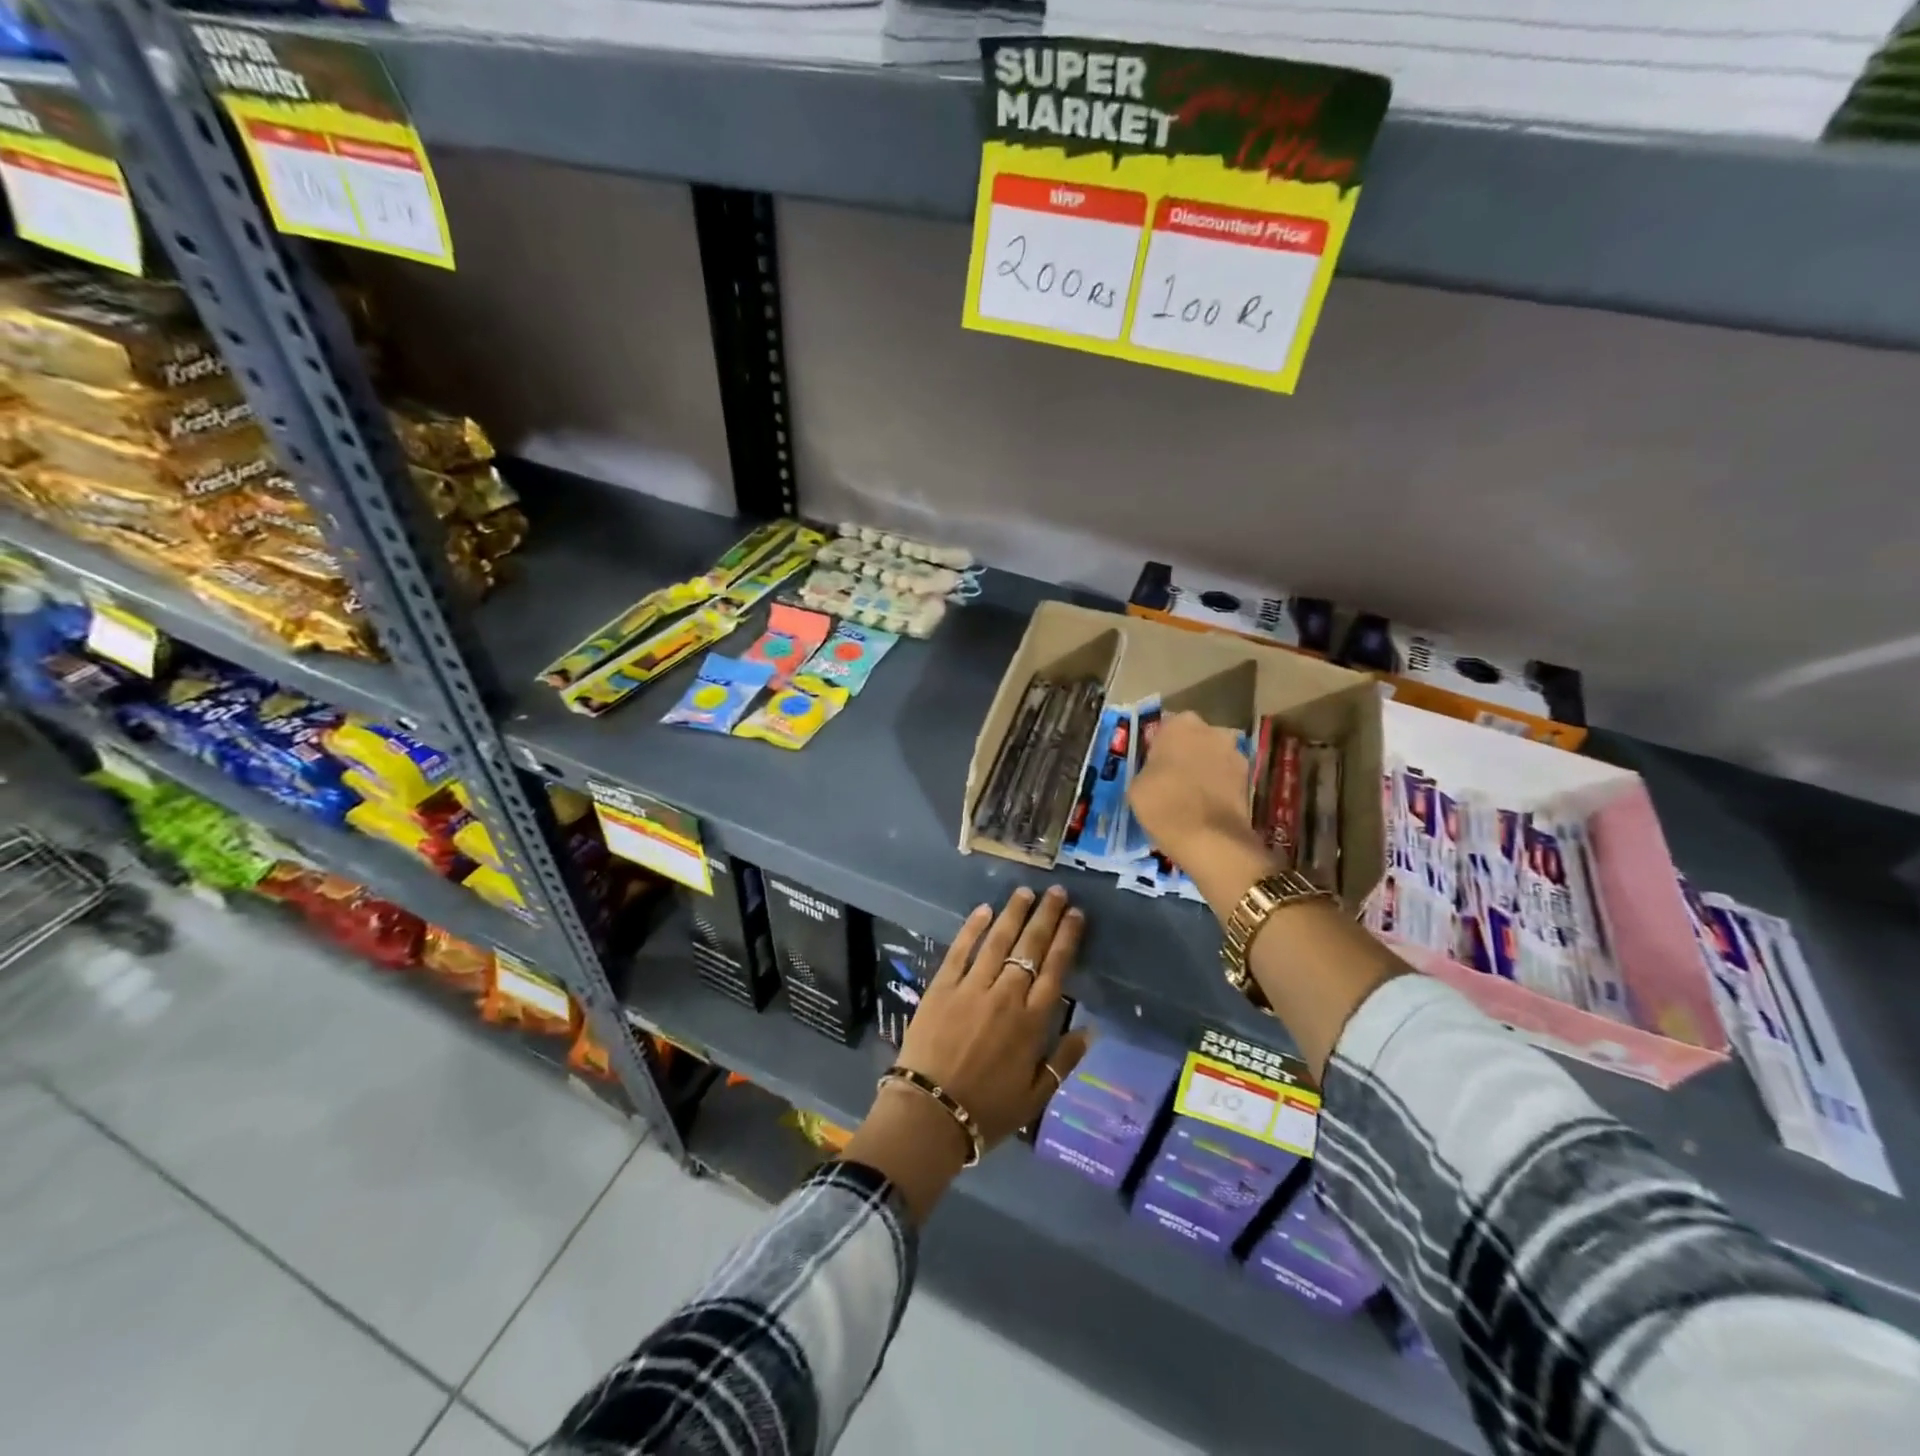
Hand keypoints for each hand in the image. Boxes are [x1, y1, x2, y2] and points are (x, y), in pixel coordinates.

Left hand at [842, 887, 1089, 1222]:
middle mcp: (1006, 996)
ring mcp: (972, 987)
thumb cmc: (988, 1110)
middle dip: (1045, 916)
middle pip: (1030, 947)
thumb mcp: (1036, 1097)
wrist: (931, 1114)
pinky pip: (960, 950)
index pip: (1055, 969)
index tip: (1075, 914)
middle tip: (1056, 892)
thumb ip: (1063, 1060)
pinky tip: (984, 909)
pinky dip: (973, 928)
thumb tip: (1090, 1029)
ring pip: (998, 941)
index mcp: (1032, 1022)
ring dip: (1013, 913)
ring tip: (1025, 892)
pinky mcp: (942, 986)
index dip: (1066, 938)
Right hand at [1126, 711, 1265, 866]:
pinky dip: (1217, 787)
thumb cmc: (1163, 804)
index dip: (1159, 747)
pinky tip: (1205, 807)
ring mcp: (1236, 753)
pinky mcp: (1250, 779)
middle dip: (1185, 754)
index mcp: (1180, 724)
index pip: (1166, 728)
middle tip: (1171, 779)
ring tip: (1190, 796)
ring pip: (1213, 757)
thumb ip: (1148, 768)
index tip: (1152, 766)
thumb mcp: (1136, 785)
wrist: (1209, 839)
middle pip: (1194, 739)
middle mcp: (1212, 730)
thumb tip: (1157, 772)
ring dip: (1204, 770)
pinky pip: (1226, 778)